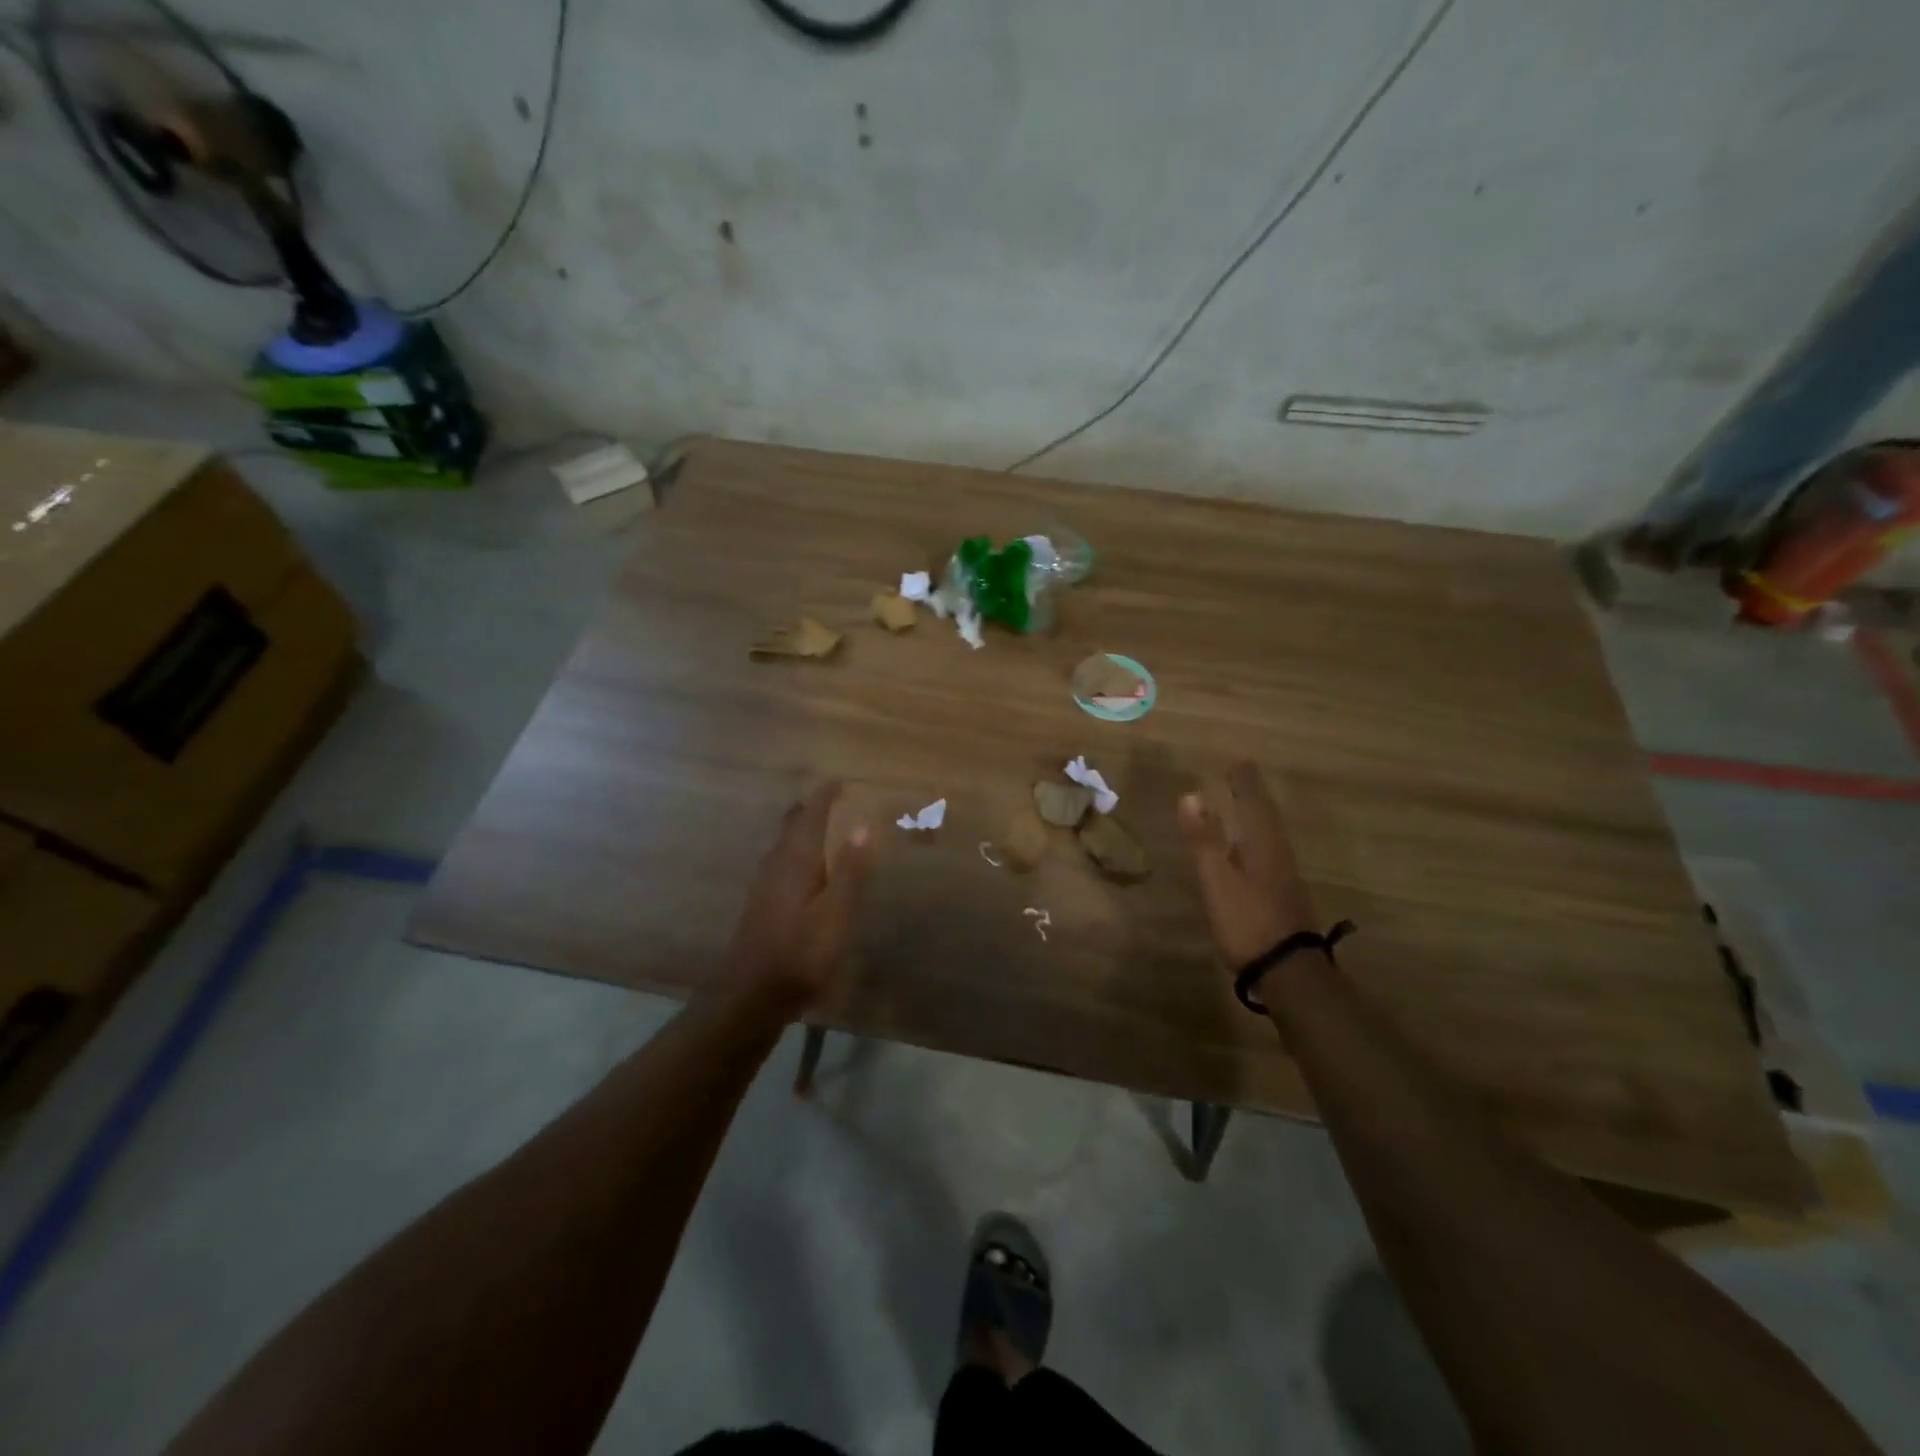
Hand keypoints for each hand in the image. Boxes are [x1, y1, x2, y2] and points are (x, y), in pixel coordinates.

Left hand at [721, 781, 871, 1013]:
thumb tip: (863, 825)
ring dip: (799, 830)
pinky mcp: (761, 906)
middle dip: (808, 809)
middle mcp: (776, 866)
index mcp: (796, 861)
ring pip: (783, 845)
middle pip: (791, 826)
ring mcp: (764, 886)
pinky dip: (795, 852)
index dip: (824, 796)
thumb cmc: (802, 952)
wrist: (753, 995)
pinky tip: (800, 869)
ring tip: (817, 825)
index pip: (810, 816)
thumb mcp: (837, 912)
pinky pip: (779, 863)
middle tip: (827, 798)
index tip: (838, 780)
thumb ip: (851, 869)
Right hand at [1179, 761, 1318, 968]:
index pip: (1253, 803)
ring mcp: (1284, 877)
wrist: (1288, 973)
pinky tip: (1251, 852)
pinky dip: (1258, 840)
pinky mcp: (1283, 897)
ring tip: (1245, 806)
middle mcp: (1278, 855)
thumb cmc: (1247, 921)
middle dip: (1253, 796)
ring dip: (1258, 817)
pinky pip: (1270, 854)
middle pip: (1267, 817)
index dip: (1244, 783)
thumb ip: (1203, 840)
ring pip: (1271, 836)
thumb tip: (1191, 795)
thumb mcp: (1216, 880)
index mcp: (1263, 846)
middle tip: (1242, 777)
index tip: (1237, 762)